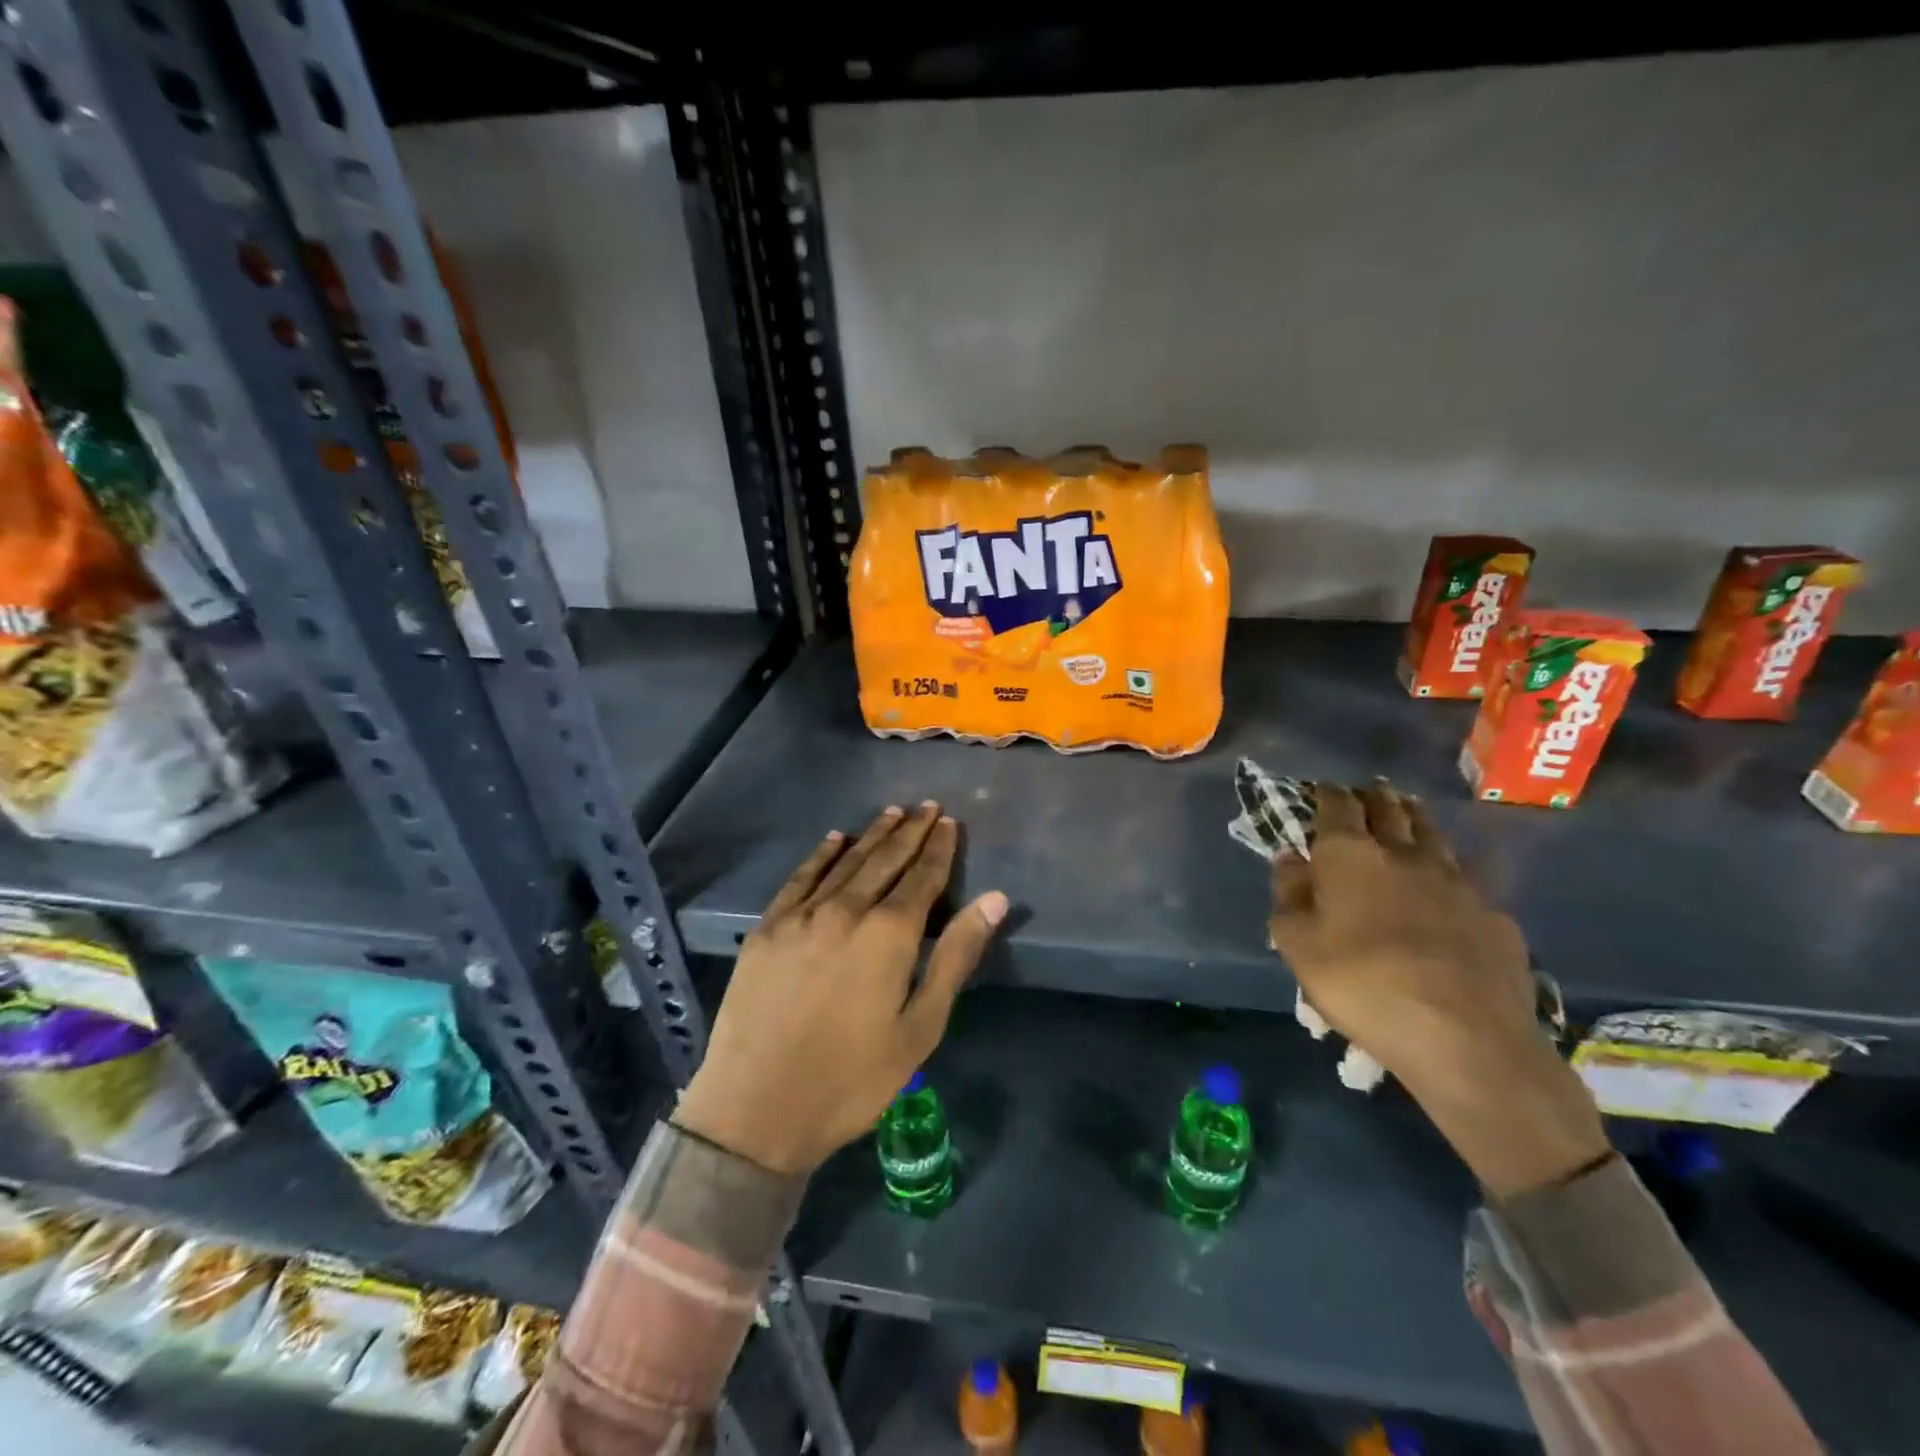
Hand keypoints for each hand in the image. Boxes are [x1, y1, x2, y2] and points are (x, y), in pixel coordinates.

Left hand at [673, 803, 1007, 1175]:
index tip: (950, 821)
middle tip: (928, 806)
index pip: (923, 877)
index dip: (939, 848)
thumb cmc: (852, 1078)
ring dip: (873, 835)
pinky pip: (801, 878)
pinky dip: (821, 854)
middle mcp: (846, 910)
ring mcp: (802, 915)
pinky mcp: (768, 928)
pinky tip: (835, 839)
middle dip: (911, 831)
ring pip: (846, 862)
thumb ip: (956, 956)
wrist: (756, 1109)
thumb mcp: (920, 1027)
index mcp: (888, 934)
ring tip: (893, 813)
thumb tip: (995, 900)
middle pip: (886, 860)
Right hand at [1269, 780, 1608, 1196]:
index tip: (1322, 789)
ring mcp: (1456, 881)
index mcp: (1350, 855)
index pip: (1337, 805)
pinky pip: (1467, 878)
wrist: (1465, 1037)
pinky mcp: (1494, 914)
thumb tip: (1290, 859)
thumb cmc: (1361, 984)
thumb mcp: (1297, 945)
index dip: (1327, 793)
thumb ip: (1289, 895)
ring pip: (1434, 834)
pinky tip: (1450, 884)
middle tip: (1367, 792)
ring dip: (1416, 819)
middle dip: (1374, 797)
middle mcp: (1404, 854)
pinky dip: (1451, 870)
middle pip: (1391, 809)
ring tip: (1409, 813)